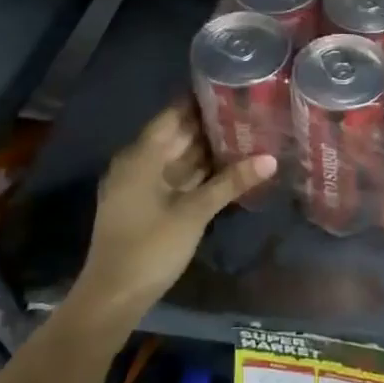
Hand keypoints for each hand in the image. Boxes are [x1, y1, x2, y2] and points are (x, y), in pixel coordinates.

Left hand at [71, 98, 275, 321]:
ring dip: (207, 148)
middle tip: (250, 108)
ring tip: (247, 131)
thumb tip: (271, 158)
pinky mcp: (148, 204)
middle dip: (210, 124)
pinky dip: (200, 170)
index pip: (173, 115)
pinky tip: (228, 166)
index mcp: (141, 157)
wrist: (113, 296)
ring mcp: (142, 185)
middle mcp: (138, 164)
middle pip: (177, 135)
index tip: (231, 85)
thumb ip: (231, 183)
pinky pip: (177, 176)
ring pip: (179, 157)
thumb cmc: (149, 247)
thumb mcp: (194, 213)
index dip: (200, 100)